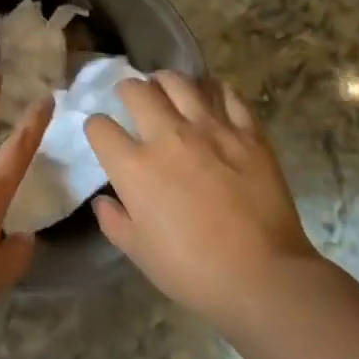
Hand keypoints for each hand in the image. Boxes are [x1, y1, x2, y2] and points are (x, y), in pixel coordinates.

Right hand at [87, 72, 319, 327]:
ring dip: (165, 81)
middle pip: (137, 91)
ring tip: (166, 88)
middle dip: (127, 90)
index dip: (96, 127)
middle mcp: (168, 136)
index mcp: (135, 167)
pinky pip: (227, 94)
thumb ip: (114, 221)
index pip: (100, 127)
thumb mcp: (139, 253)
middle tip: (132, 99)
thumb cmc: (192, 271)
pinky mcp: (247, 132)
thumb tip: (103, 201)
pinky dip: (214, 90)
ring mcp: (210, 129)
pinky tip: (210, 96)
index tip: (103, 135)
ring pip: (179, 82)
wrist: (262, 277)